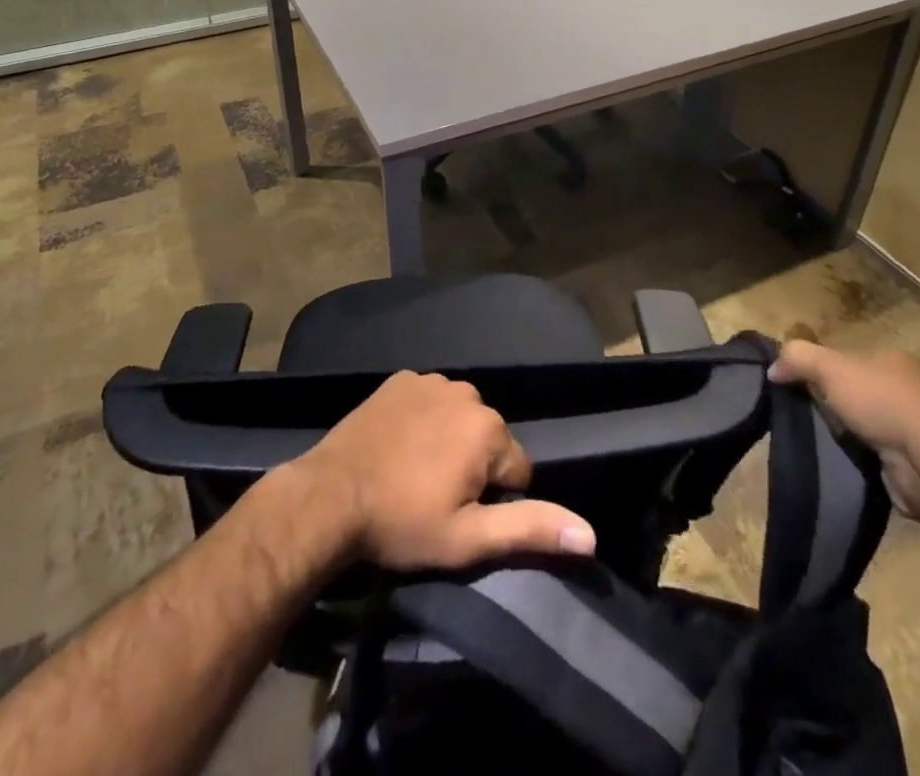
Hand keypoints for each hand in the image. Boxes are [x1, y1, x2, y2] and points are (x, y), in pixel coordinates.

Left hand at [293, 370, 596, 570]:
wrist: (329, 496)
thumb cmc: (402, 523)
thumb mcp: (468, 540)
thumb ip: (530, 530)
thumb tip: (590, 535)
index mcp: (489, 429)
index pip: (517, 471)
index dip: (493, 500)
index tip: (459, 515)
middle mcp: (468, 393)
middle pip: (488, 439)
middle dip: (473, 467)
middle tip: (435, 498)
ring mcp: (432, 380)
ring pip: (460, 418)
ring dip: (449, 442)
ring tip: (414, 473)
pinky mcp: (401, 379)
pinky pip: (429, 400)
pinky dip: (423, 420)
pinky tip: (399, 445)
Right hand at [769, 341, 919, 520]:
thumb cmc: (882, 403)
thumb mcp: (830, 367)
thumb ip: (798, 358)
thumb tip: (772, 368)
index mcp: (891, 360)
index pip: (847, 358)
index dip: (821, 369)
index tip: (796, 384)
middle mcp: (905, 391)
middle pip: (855, 391)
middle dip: (832, 404)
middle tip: (801, 415)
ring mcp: (912, 429)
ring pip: (864, 425)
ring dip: (844, 435)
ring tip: (815, 442)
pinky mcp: (912, 465)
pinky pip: (873, 456)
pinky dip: (858, 460)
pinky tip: (839, 463)